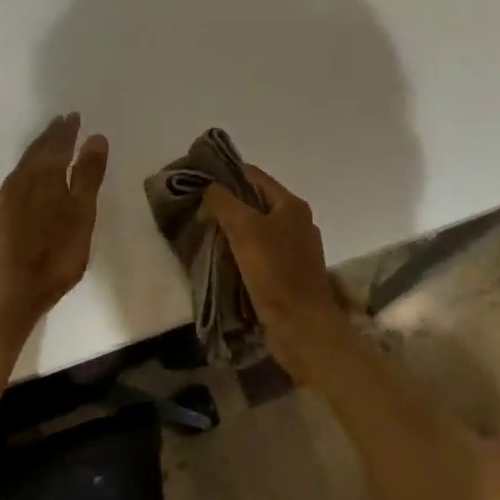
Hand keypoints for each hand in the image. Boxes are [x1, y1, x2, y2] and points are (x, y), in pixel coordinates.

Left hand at [0, 113, 109, 333]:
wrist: (5, 295)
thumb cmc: (53, 257)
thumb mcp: (81, 216)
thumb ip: (88, 177)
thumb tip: (96, 138)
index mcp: (43, 177)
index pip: (57, 146)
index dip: (67, 131)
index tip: (74, 116)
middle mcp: (20, 183)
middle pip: (36, 152)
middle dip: (50, 137)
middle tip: (61, 122)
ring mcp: (4, 202)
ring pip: (23, 167)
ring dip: (37, 153)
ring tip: (47, 145)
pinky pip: (15, 183)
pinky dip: (27, 173)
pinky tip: (28, 182)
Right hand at [201, 166, 340, 333]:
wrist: (302, 325)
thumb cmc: (274, 272)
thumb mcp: (244, 229)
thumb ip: (223, 202)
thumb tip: (209, 190)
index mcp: (291, 205)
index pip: (254, 175)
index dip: (226, 174)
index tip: (198, 181)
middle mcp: (298, 222)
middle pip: (256, 202)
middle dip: (227, 204)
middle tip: (197, 210)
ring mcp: (296, 249)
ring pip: (258, 229)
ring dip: (233, 230)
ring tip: (205, 234)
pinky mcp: (290, 273)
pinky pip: (261, 253)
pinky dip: (242, 252)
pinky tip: (223, 260)